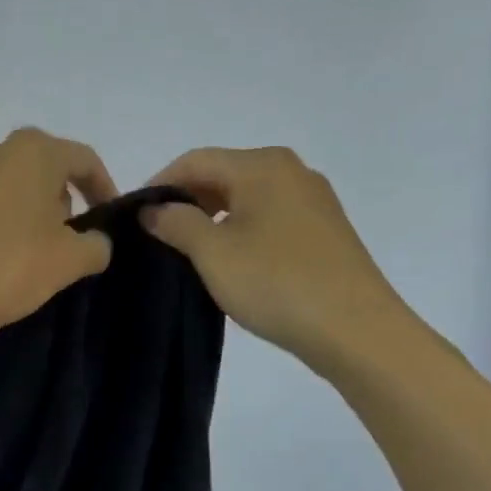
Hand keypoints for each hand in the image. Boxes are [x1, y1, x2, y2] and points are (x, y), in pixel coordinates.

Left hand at [0, 128, 118, 344]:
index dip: (105, 189)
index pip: (84, 160)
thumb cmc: (7, 264)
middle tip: (78, 242)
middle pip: (48, 170)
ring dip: (38, 216)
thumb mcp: (69, 260)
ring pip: (18, 189)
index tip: (113, 222)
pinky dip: (10, 226)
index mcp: (32, 150)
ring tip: (45, 257)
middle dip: (68, 202)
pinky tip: (12, 261)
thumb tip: (96, 242)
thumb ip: (96, 245)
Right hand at [141, 147, 416, 375]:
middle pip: (223, 173)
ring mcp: (313, 199)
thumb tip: (153, 209)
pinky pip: (270, 215)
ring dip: (213, 216)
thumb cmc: (276, 283)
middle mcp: (291, 171)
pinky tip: (232, 259)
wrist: (355, 330)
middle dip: (187, 200)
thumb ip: (176, 223)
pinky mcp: (325, 229)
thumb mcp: (213, 253)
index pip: (195, 161)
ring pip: (248, 196)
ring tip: (189, 249)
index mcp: (262, 166)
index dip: (159, 184)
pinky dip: (242, 228)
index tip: (135, 215)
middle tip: (158, 234)